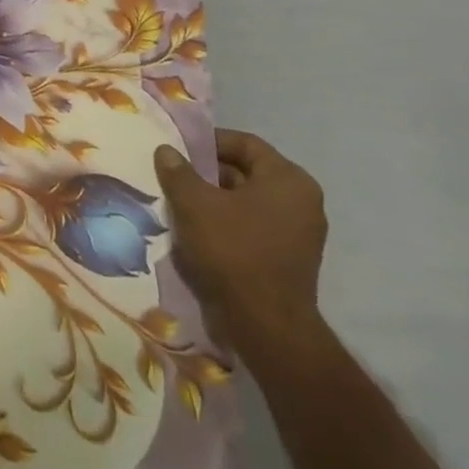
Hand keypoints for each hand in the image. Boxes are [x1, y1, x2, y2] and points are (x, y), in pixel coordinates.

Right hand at [154, 130, 326, 363]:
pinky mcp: (290, 258)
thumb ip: (178, 171)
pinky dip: (228, 223)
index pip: (245, 143)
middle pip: (247, 172)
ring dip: (215, 200)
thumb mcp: (194, 204)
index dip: (209, 142)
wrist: (266, 326)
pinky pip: (254, 227)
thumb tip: (167, 150)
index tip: (179, 150)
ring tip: (181, 204)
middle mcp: (302, 201)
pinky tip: (198, 232)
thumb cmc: (233, 251)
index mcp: (288, 179)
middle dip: (208, 173)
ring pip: (248, 201)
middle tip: (175, 177)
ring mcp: (300, 232)